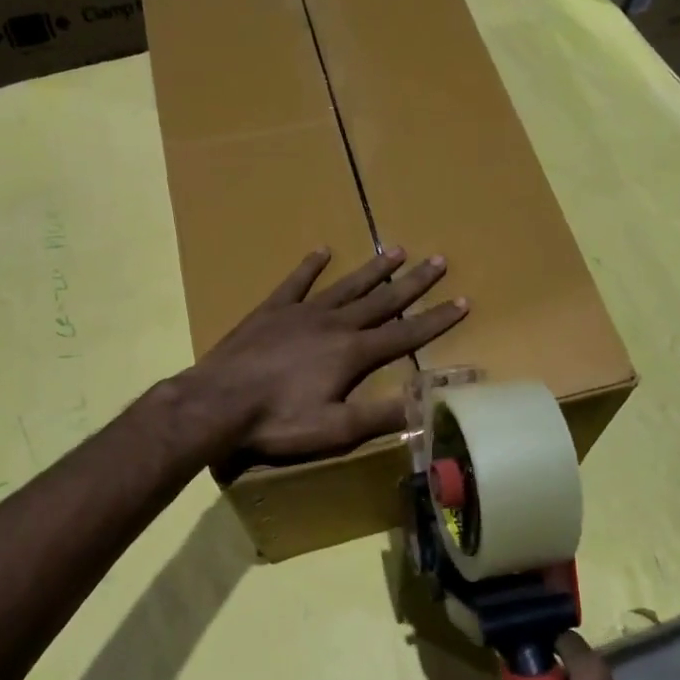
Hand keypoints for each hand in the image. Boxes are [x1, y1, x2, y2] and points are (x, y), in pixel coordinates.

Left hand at [193, 246, 466, 479]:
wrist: (217, 402)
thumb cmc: (278, 420)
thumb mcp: (335, 429)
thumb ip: (381, 417)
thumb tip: (426, 407)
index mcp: (353, 353)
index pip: (405, 334)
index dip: (436, 319)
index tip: (462, 302)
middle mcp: (334, 324)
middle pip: (382, 300)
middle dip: (413, 283)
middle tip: (439, 261)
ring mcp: (302, 312)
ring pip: (346, 285)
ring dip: (373, 269)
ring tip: (397, 250)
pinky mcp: (272, 310)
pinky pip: (296, 282)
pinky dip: (310, 266)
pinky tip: (322, 250)